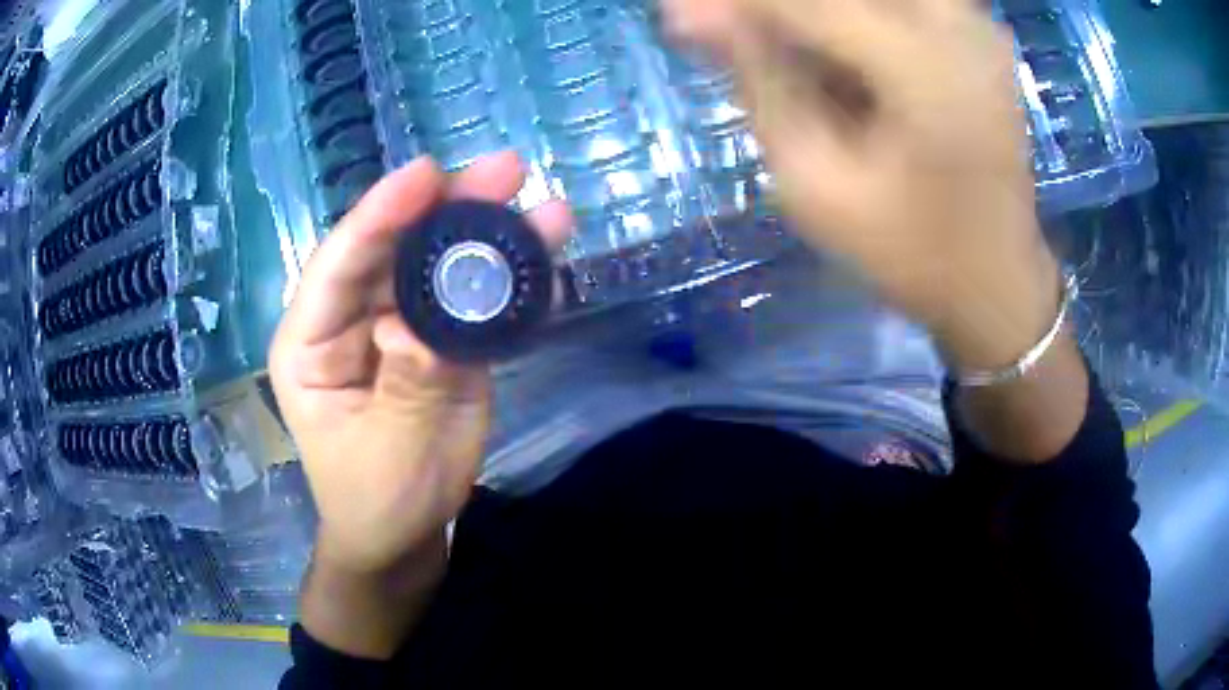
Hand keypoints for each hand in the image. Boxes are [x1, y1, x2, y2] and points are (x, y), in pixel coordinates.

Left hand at [270, 153, 571, 575]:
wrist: (406, 531)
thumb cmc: (376, 499)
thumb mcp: (388, 452)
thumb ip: (407, 386)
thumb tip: (422, 325)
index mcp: (312, 341)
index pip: (339, 266)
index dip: (380, 216)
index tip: (426, 175)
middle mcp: (353, 318)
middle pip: (396, 249)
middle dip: (446, 207)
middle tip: (503, 171)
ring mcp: (400, 325)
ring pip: (438, 266)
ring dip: (487, 232)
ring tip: (537, 203)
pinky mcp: (440, 341)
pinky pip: (472, 300)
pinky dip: (507, 277)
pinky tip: (543, 252)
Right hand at [664, 0, 1060, 369]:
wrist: (999, 282)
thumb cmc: (912, 253)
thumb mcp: (817, 183)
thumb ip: (758, 81)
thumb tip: (687, 12)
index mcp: (923, 69)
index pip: (802, 3)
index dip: (734, 4)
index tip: (680, 13)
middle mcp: (958, 25)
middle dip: (778, 8)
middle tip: (737, 33)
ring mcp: (975, 23)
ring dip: (815, 15)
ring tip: (795, 62)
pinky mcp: (978, 31)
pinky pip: (901, 4)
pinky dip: (854, 20)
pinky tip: (835, 58)